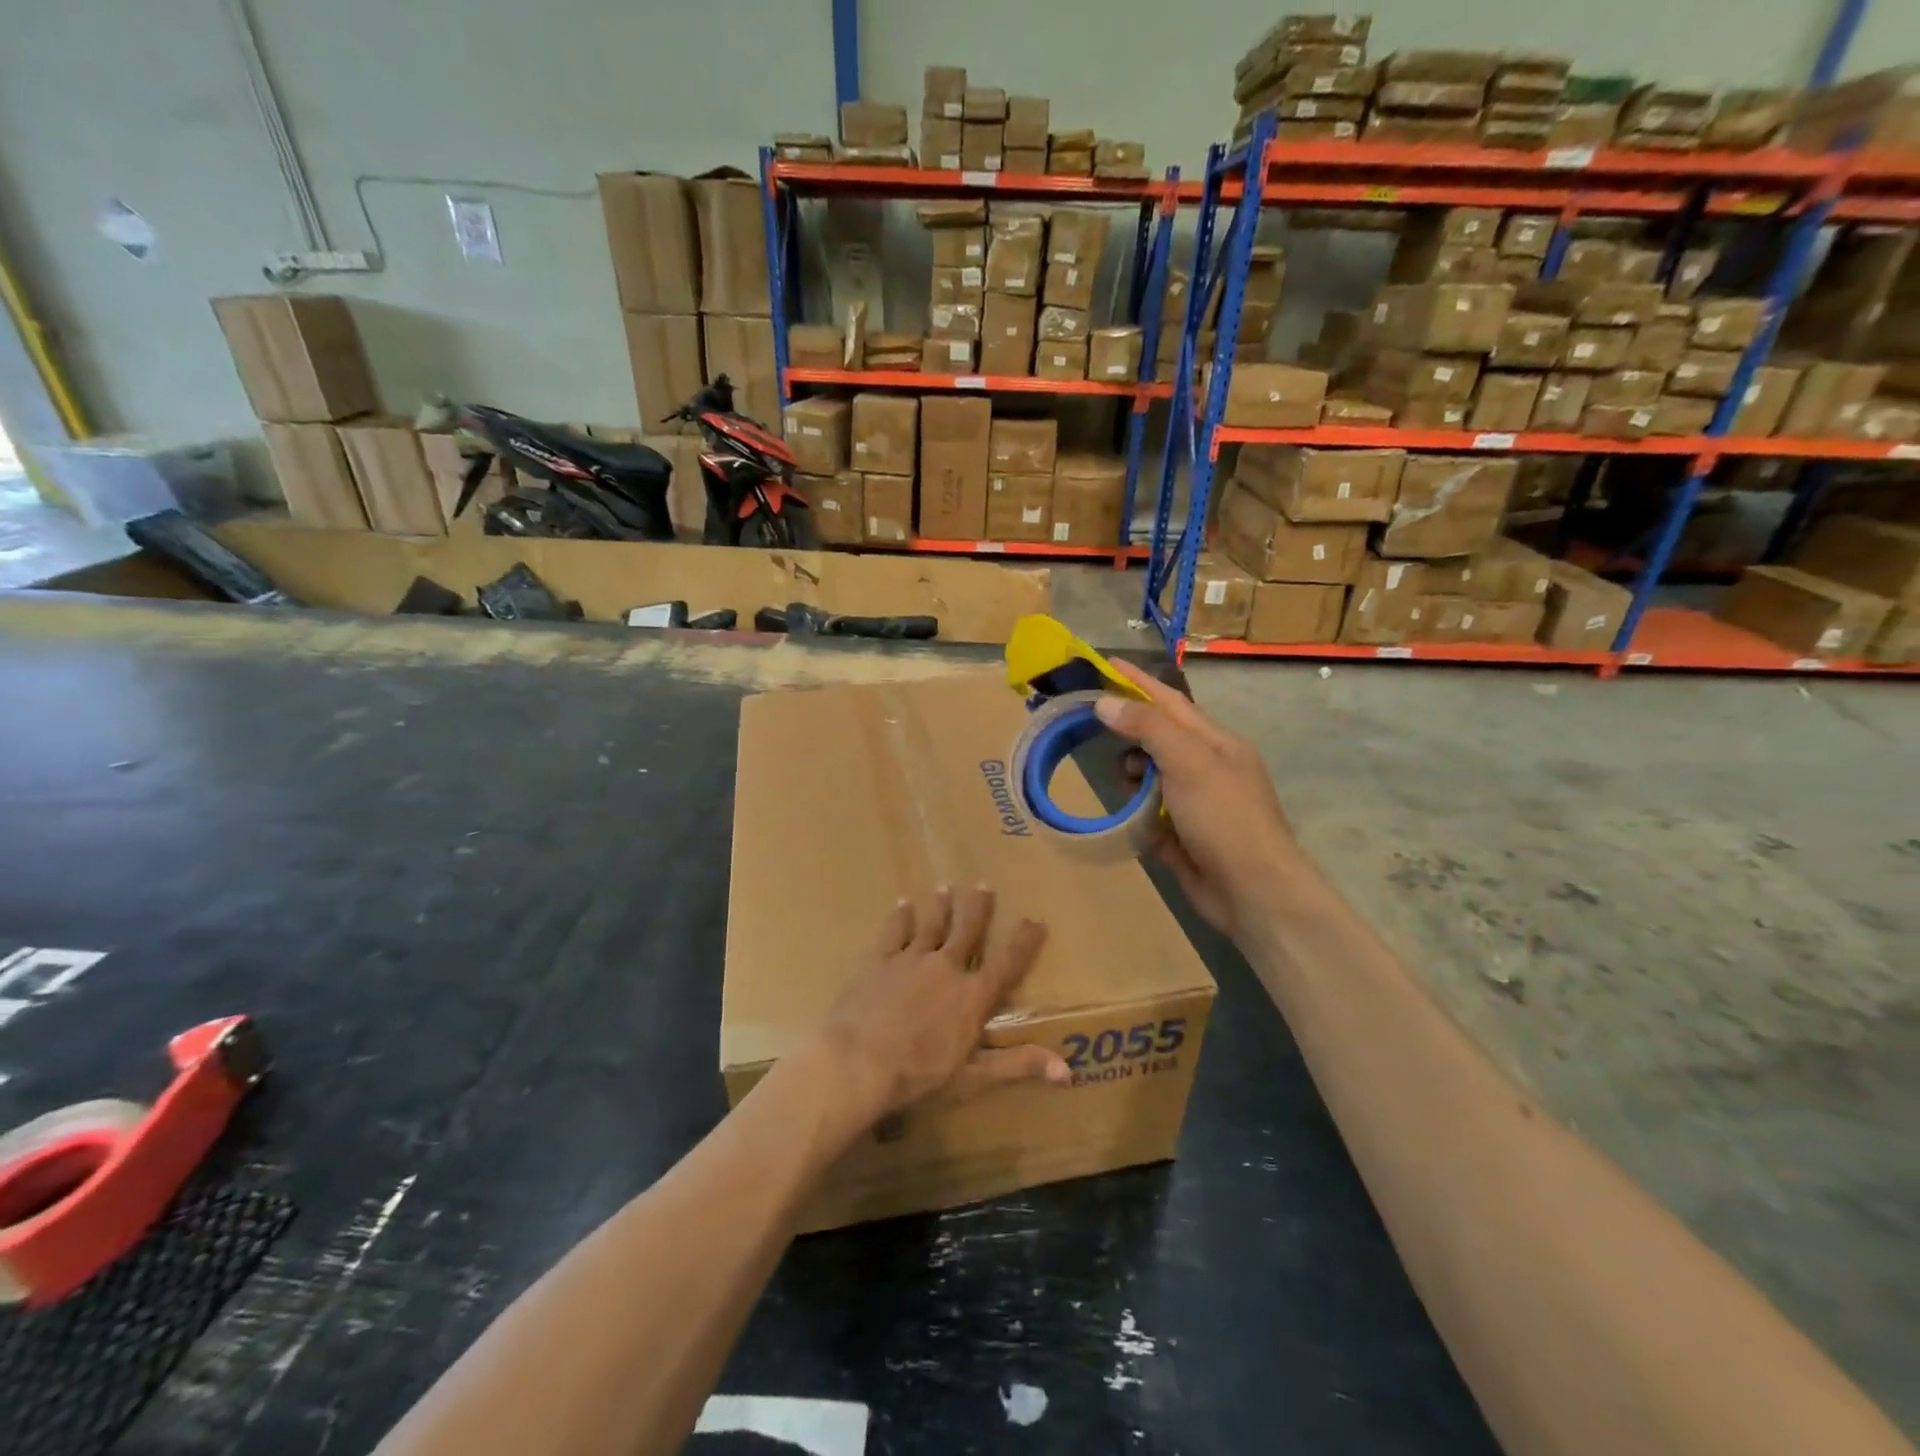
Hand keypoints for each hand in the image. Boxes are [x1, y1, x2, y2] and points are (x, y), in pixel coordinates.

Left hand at [817, 887, 1069, 1123]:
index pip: (1007, 963)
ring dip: (940, 907)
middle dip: (978, 908)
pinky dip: (900, 917)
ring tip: (945, 889)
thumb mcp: (973, 1077)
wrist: (858, 1062)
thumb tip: (1067, 1070)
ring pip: (931, 925)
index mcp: (972, 996)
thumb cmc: (919, 1075)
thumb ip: (1018, 1066)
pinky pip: (893, 932)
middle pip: (967, 931)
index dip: (1024, 941)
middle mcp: (946, 968)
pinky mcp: (880, 961)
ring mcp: (911, 960)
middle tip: (983, 885)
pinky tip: (902, 904)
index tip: (1036, 920)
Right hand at [1096, 658, 1302, 939]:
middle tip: (1094, 731)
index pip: (1169, 703)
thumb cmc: (1225, 818)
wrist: (1254, 892)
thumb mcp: (1188, 762)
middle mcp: (1206, 769)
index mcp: (1216, 743)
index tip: (1105, 664)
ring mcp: (1195, 804)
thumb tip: (1105, 703)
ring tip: (1122, 784)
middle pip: (1158, 739)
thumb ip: (1148, 728)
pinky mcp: (1182, 836)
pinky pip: (1149, 813)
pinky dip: (1136, 811)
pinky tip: (1124, 815)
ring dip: (1133, 776)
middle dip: (1130, 734)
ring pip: (1151, 777)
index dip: (1138, 683)